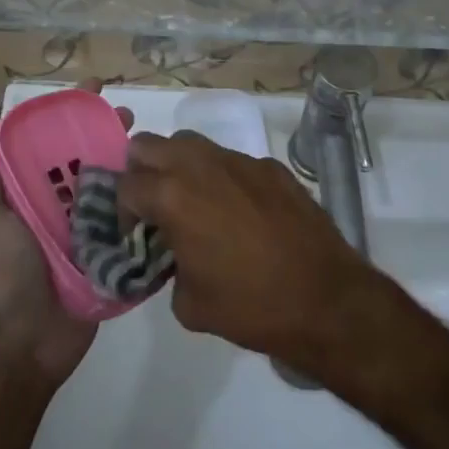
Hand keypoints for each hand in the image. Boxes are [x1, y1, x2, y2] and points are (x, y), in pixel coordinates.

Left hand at [0, 80, 129, 387]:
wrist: (23, 344)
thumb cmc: (1, 273)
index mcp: (27, 192)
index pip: (48, 141)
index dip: (68, 113)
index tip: (93, 88)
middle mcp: (56, 205)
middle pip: (84, 158)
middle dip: (105, 132)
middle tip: (130, 116)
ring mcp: (84, 230)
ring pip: (109, 186)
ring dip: (128, 163)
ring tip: (152, 146)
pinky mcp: (107, 254)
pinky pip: (126, 223)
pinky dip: (142, 204)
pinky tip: (165, 186)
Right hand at [119, 131, 372, 367]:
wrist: (326, 300)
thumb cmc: (251, 306)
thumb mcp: (189, 304)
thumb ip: (168, 269)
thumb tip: (174, 258)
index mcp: (173, 196)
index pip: (126, 185)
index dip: (121, 212)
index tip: (134, 234)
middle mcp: (200, 166)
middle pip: (148, 144)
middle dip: (141, 171)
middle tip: (153, 206)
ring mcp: (239, 161)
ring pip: (190, 143)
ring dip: (179, 167)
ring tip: (192, 203)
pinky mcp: (271, 167)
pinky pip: (231, 160)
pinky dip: (222, 178)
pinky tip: (239, 212)